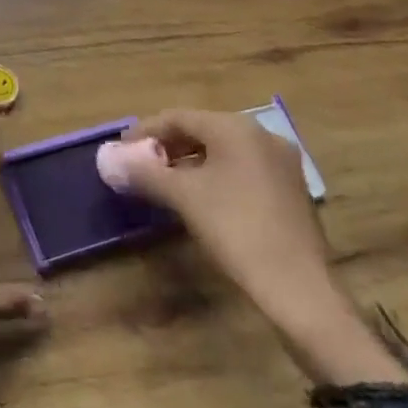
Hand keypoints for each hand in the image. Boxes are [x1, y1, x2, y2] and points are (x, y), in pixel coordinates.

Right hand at [112, 109, 407, 386]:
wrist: (300, 290)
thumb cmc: (236, 230)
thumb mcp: (183, 197)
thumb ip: (143, 172)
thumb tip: (107, 158)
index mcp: (236, 128)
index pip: (178, 117)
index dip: (144, 132)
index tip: (121, 152)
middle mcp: (262, 136)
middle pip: (201, 131)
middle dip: (167, 147)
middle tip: (139, 168)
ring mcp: (281, 164)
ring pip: (222, 152)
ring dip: (188, 163)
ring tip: (163, 185)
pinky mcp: (290, 192)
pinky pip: (241, 171)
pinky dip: (213, 178)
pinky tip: (199, 201)